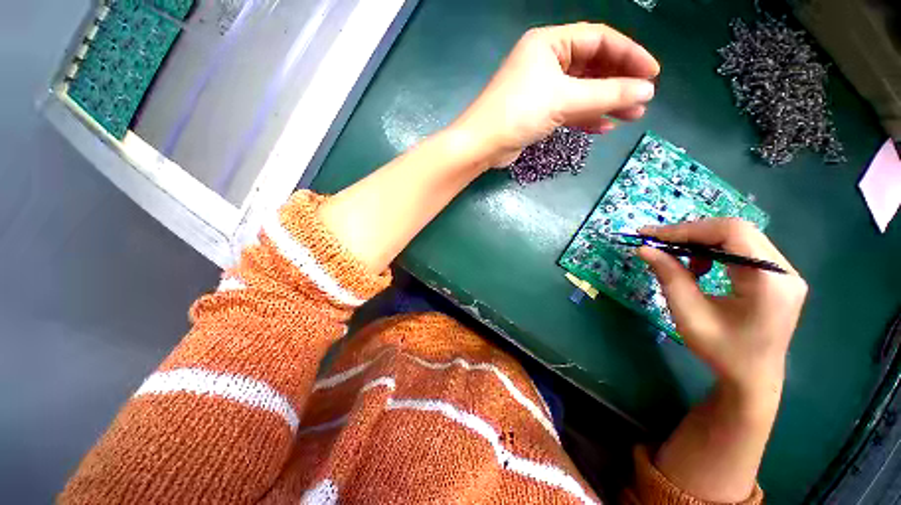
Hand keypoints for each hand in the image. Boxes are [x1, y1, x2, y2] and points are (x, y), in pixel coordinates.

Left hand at [452, 23, 659, 166]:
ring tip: (631, 115)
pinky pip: (568, 110)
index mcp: (550, 43)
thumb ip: (606, 94)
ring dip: (605, 103)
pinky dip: (585, 117)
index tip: (652, 74)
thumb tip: (646, 91)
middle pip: (592, 66)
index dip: (629, 55)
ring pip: (581, 91)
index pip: (599, 40)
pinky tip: (603, 127)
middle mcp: (546, 61)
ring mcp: (541, 88)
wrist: (482, 145)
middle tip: (643, 99)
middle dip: (618, 83)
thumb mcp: (564, 99)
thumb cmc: (518, 113)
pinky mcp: (537, 112)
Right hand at [638, 219, 807, 398]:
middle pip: (736, 231)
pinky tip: (700, 267)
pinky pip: (742, 249)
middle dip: (692, 233)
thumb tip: (644, 248)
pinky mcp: (777, 276)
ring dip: (702, 242)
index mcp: (770, 281)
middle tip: (658, 242)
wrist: (752, 378)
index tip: (652, 235)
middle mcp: (784, 270)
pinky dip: (713, 251)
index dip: (688, 229)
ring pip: (739, 237)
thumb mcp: (689, 315)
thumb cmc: (721, 351)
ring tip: (679, 258)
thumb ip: (669, 277)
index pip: (732, 233)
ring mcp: (784, 272)